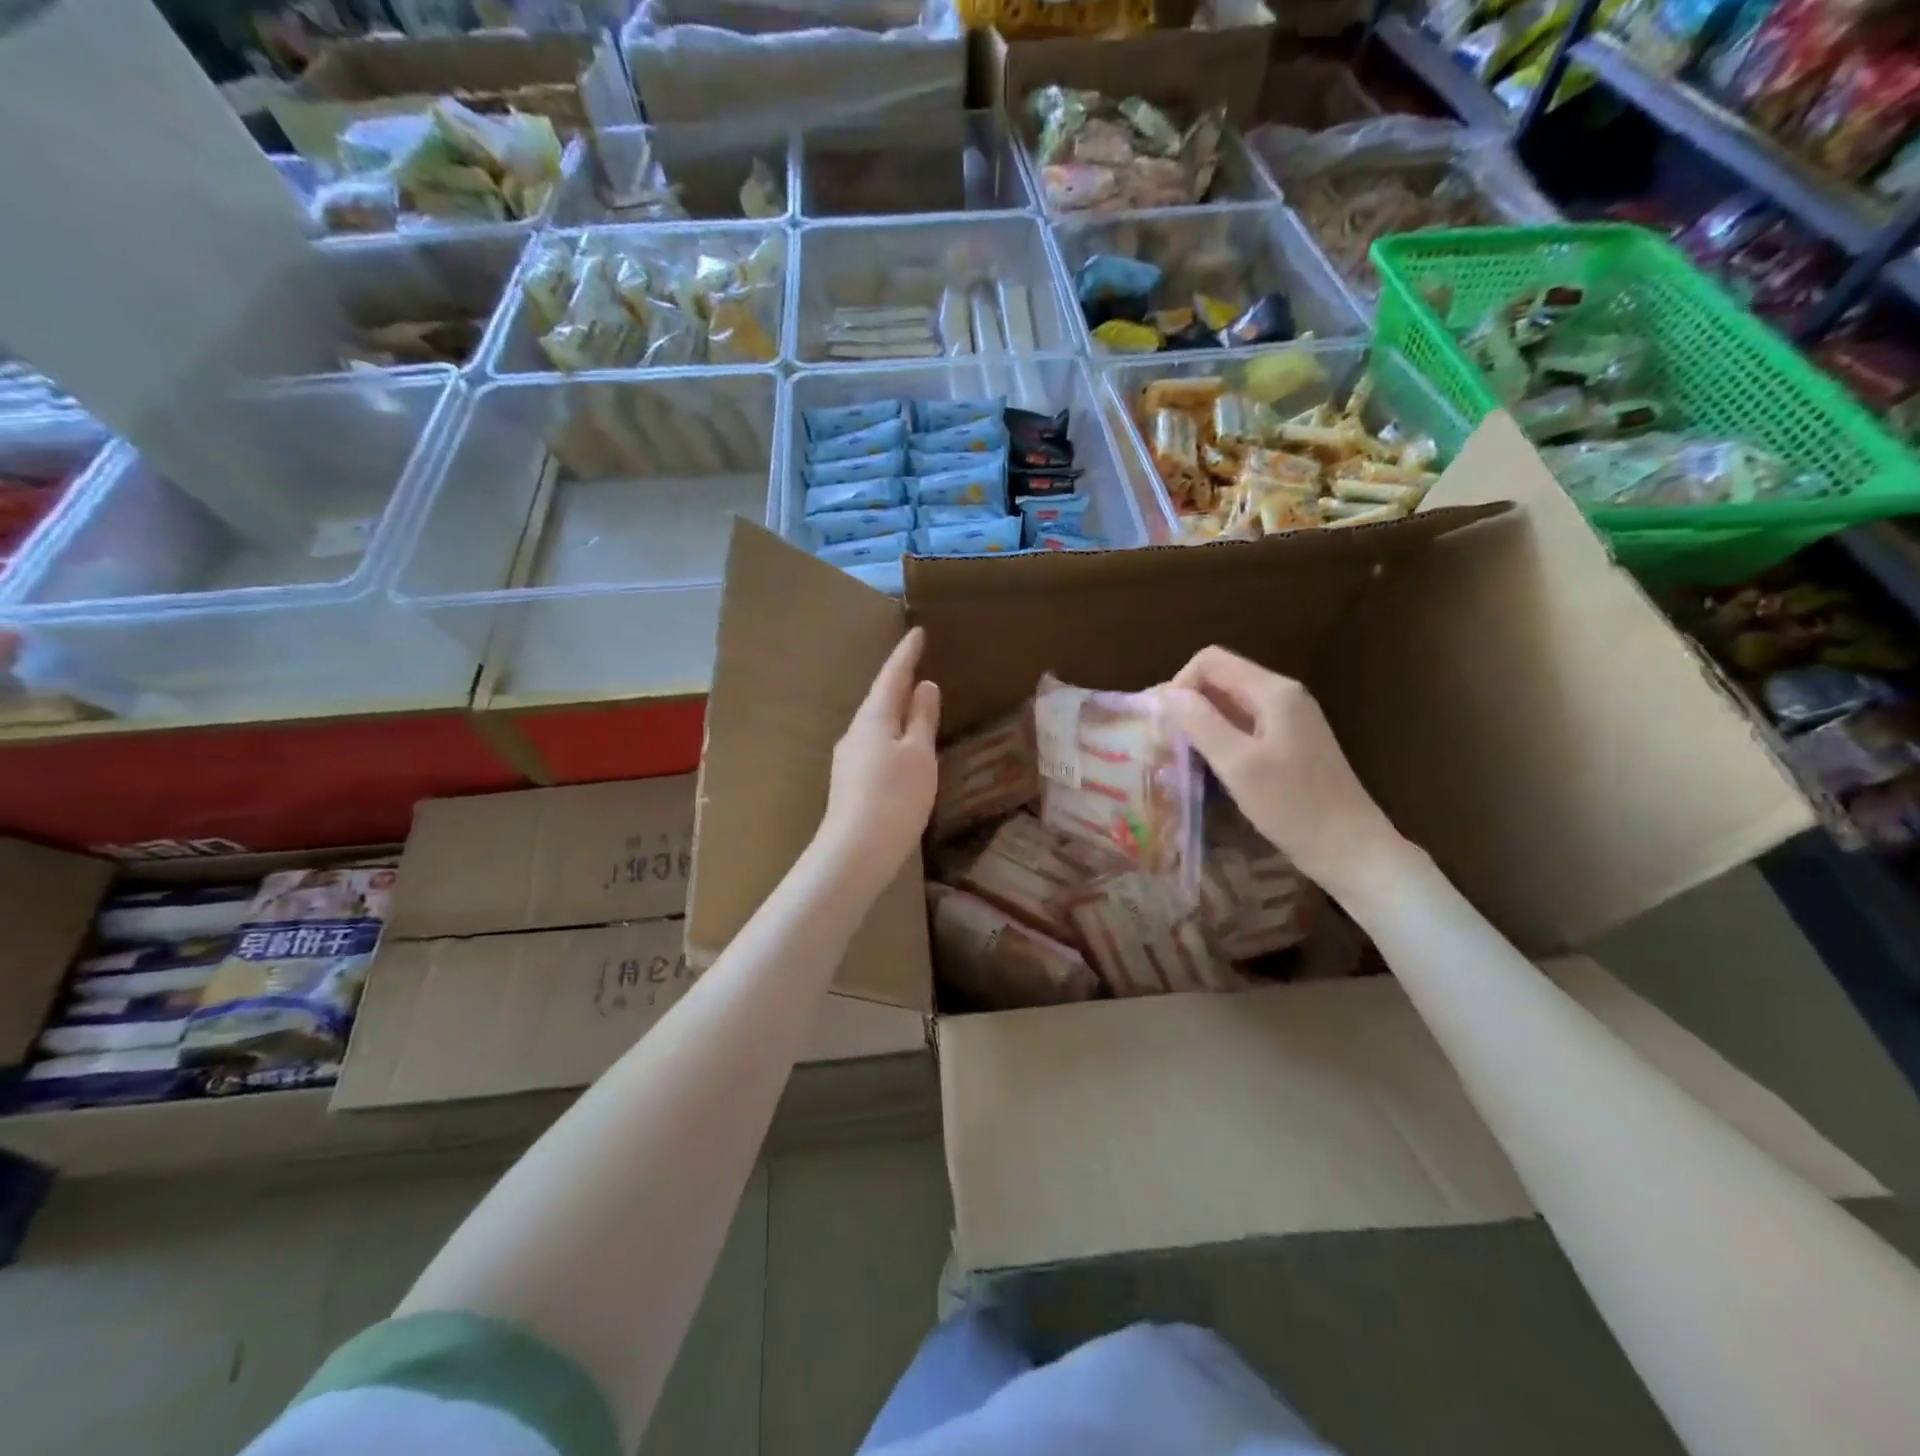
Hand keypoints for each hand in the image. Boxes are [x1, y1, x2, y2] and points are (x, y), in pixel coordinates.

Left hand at [816, 628, 940, 880]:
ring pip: (877, 723)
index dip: (906, 654)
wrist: (856, 850)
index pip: (892, 676)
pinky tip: (902, 747)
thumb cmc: (895, 797)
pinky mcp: (851, 781)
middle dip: (898, 681)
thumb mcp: (918, 755)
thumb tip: (924, 687)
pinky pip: (875, 745)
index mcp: (874, 718)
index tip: (917, 631)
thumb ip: (922, 719)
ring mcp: (849, 758)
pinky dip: (892, 735)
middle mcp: (856, 732)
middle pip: (880, 698)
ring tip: (913, 702)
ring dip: (895, 709)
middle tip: (916, 663)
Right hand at [1163, 646, 1409, 896]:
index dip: (1180, 685)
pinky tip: (1208, 769)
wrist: (1350, 850)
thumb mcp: (1238, 765)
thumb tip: (1167, 694)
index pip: (1210, 661)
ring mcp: (1288, 720)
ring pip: (1229, 705)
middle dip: (1187, 705)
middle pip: (1219, 680)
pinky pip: (1242, 727)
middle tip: (1165, 745)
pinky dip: (1218, 740)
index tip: (1167, 727)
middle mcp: (1282, 696)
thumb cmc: (1293, 806)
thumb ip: (1201, 723)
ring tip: (1180, 758)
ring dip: (1200, 724)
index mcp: (1273, 692)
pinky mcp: (1288, 744)